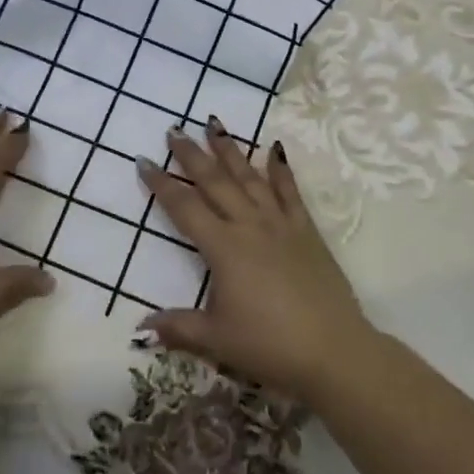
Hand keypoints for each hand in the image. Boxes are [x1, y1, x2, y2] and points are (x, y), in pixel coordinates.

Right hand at [136, 122, 376, 400]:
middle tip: (175, 130)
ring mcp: (280, 224)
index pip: (185, 207)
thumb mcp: (217, 340)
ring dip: (230, 151)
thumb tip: (140, 330)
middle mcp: (249, 225)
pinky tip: (275, 149)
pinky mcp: (306, 230)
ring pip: (249, 177)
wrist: (333, 349)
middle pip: (215, 182)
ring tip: (214, 124)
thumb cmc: (269, 345)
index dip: (162, 184)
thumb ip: (178, 327)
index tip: (144, 161)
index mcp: (223, 248)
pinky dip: (280, 169)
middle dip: (192, 155)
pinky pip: (290, 192)